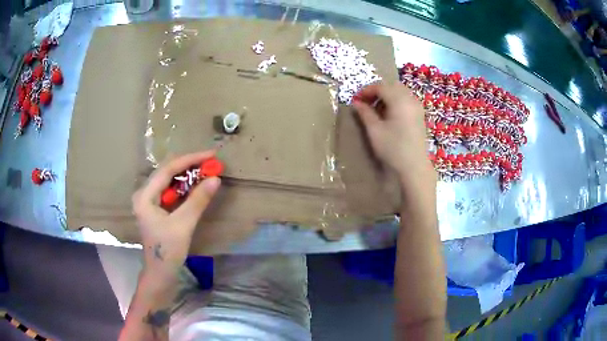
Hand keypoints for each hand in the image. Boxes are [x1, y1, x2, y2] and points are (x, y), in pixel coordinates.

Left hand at [132, 151, 220, 276]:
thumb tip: (216, 178)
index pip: (167, 169)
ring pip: (169, 180)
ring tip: (206, 170)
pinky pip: (171, 191)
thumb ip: (198, 200)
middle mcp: (144, 193)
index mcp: (145, 196)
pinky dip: (184, 187)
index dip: (190, 160)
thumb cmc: (168, 251)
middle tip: (211, 162)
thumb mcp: (183, 225)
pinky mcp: (155, 208)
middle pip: (167, 172)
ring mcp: (149, 201)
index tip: (211, 155)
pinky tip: (196, 185)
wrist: (160, 274)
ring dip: (187, 175)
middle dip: (189, 165)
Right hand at [352, 82, 434, 184]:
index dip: (366, 91)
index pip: (380, 86)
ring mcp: (417, 106)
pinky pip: (406, 99)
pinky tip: (388, 113)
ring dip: (386, 95)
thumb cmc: (393, 149)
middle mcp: (410, 99)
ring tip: (375, 108)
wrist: (414, 166)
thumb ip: (365, 113)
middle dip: (376, 91)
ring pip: (399, 91)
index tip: (356, 100)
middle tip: (365, 102)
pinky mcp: (419, 114)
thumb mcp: (375, 130)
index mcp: (399, 100)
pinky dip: (395, 100)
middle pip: (391, 86)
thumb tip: (356, 103)